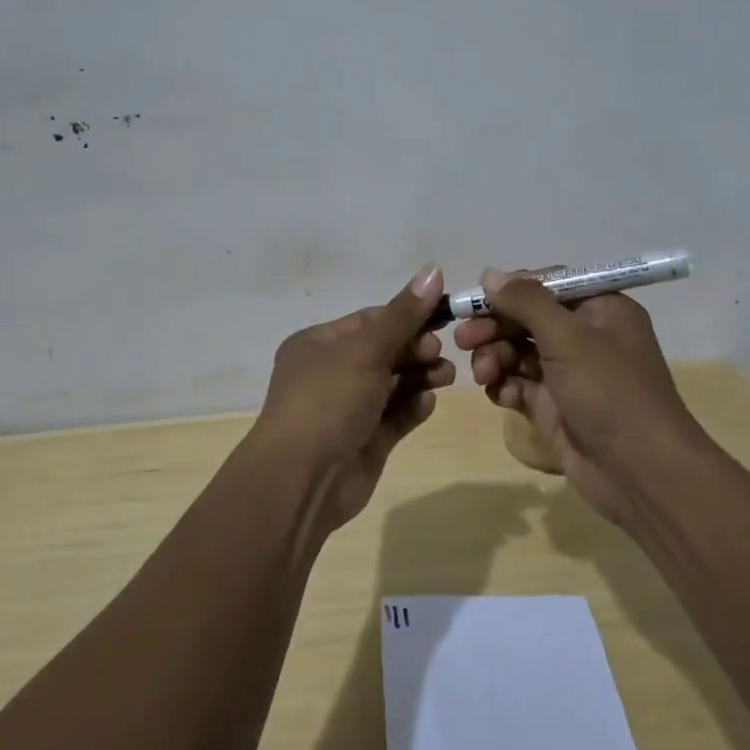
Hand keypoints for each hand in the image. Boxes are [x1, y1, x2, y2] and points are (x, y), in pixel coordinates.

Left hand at [251, 265, 456, 530]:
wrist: (302, 479)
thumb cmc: (328, 400)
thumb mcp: (366, 350)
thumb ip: (404, 314)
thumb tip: (434, 270)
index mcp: (318, 344)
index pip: (370, 321)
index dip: (406, 317)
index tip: (442, 317)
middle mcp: (331, 373)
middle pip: (383, 352)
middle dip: (415, 349)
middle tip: (440, 353)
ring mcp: (347, 409)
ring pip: (392, 384)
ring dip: (420, 376)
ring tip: (447, 376)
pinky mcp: (365, 441)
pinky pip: (395, 417)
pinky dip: (413, 407)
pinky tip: (429, 402)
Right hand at [453, 269, 699, 524]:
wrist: (641, 472)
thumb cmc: (609, 391)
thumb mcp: (568, 337)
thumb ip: (526, 302)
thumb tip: (489, 274)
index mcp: (600, 309)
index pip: (547, 286)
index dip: (510, 291)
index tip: (475, 301)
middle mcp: (585, 336)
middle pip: (527, 319)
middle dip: (495, 328)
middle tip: (464, 340)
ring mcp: (569, 374)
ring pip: (518, 352)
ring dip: (495, 358)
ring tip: (483, 375)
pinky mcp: (555, 407)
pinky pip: (520, 385)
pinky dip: (506, 386)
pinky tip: (500, 396)